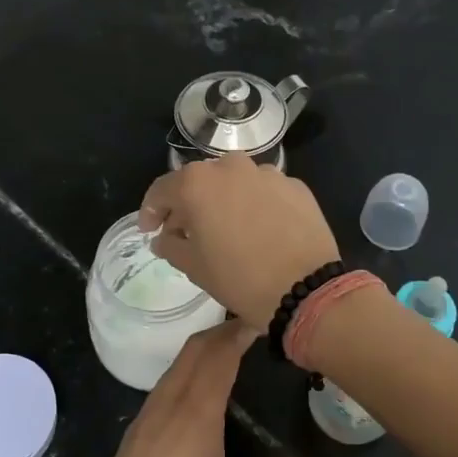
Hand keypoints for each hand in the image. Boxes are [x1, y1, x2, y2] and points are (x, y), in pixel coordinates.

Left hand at [84, 322, 305, 456]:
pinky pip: (163, 386)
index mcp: (196, 413)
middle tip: (245, 326)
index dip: (237, 333)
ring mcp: (146, 416)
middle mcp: (169, 404)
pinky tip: (194, 389)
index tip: (256, 319)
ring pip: (175, 366)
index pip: (218, 356)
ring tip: (224, 351)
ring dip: (199, 351)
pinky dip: (184, 371)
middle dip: (219, 333)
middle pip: (193, 351)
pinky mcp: (133, 433)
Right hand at [139, 155, 340, 330]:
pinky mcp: (295, 186)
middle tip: (186, 231)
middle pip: (200, 181)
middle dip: (189, 204)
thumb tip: (165, 238)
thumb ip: (172, 245)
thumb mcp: (194, 267)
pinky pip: (265, 192)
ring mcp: (267, 174)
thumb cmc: (240, 279)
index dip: (151, 211)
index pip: (162, 190)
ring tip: (226, 229)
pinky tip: (260, 230)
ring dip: (225, 201)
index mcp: (198, 183)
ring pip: (235, 183)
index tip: (150, 230)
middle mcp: (231, 167)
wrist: (307, 289)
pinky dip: (255, 205)